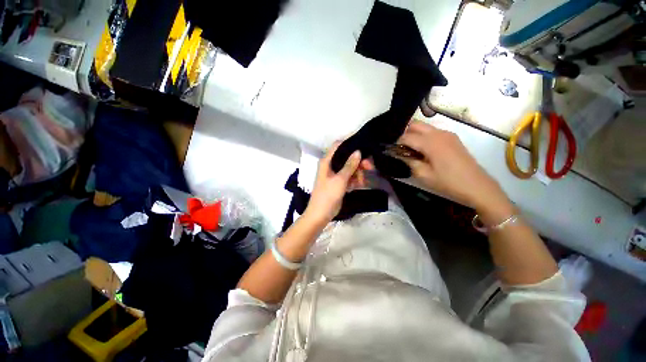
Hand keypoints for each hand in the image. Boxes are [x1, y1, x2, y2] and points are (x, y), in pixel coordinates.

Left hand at [304, 142, 372, 225]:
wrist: (320, 214)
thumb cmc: (327, 195)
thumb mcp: (340, 179)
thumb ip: (349, 165)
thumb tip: (358, 151)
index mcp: (327, 161)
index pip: (338, 146)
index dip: (350, 143)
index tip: (363, 146)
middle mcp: (331, 165)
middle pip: (347, 158)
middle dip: (358, 162)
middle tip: (369, 167)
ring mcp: (335, 175)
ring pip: (349, 168)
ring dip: (357, 173)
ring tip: (362, 181)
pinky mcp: (339, 183)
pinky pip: (349, 177)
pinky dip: (355, 180)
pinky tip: (360, 184)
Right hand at [398, 120, 512, 223]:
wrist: (477, 186)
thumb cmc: (448, 182)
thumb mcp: (423, 175)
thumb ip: (408, 161)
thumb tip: (399, 154)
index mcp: (430, 142)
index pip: (406, 136)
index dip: (396, 143)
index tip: (392, 151)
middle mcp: (439, 133)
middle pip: (415, 125)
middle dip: (405, 134)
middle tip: (401, 149)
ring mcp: (447, 134)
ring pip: (424, 127)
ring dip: (415, 135)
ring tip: (411, 150)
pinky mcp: (453, 138)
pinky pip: (433, 132)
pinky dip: (424, 137)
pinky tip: (424, 151)